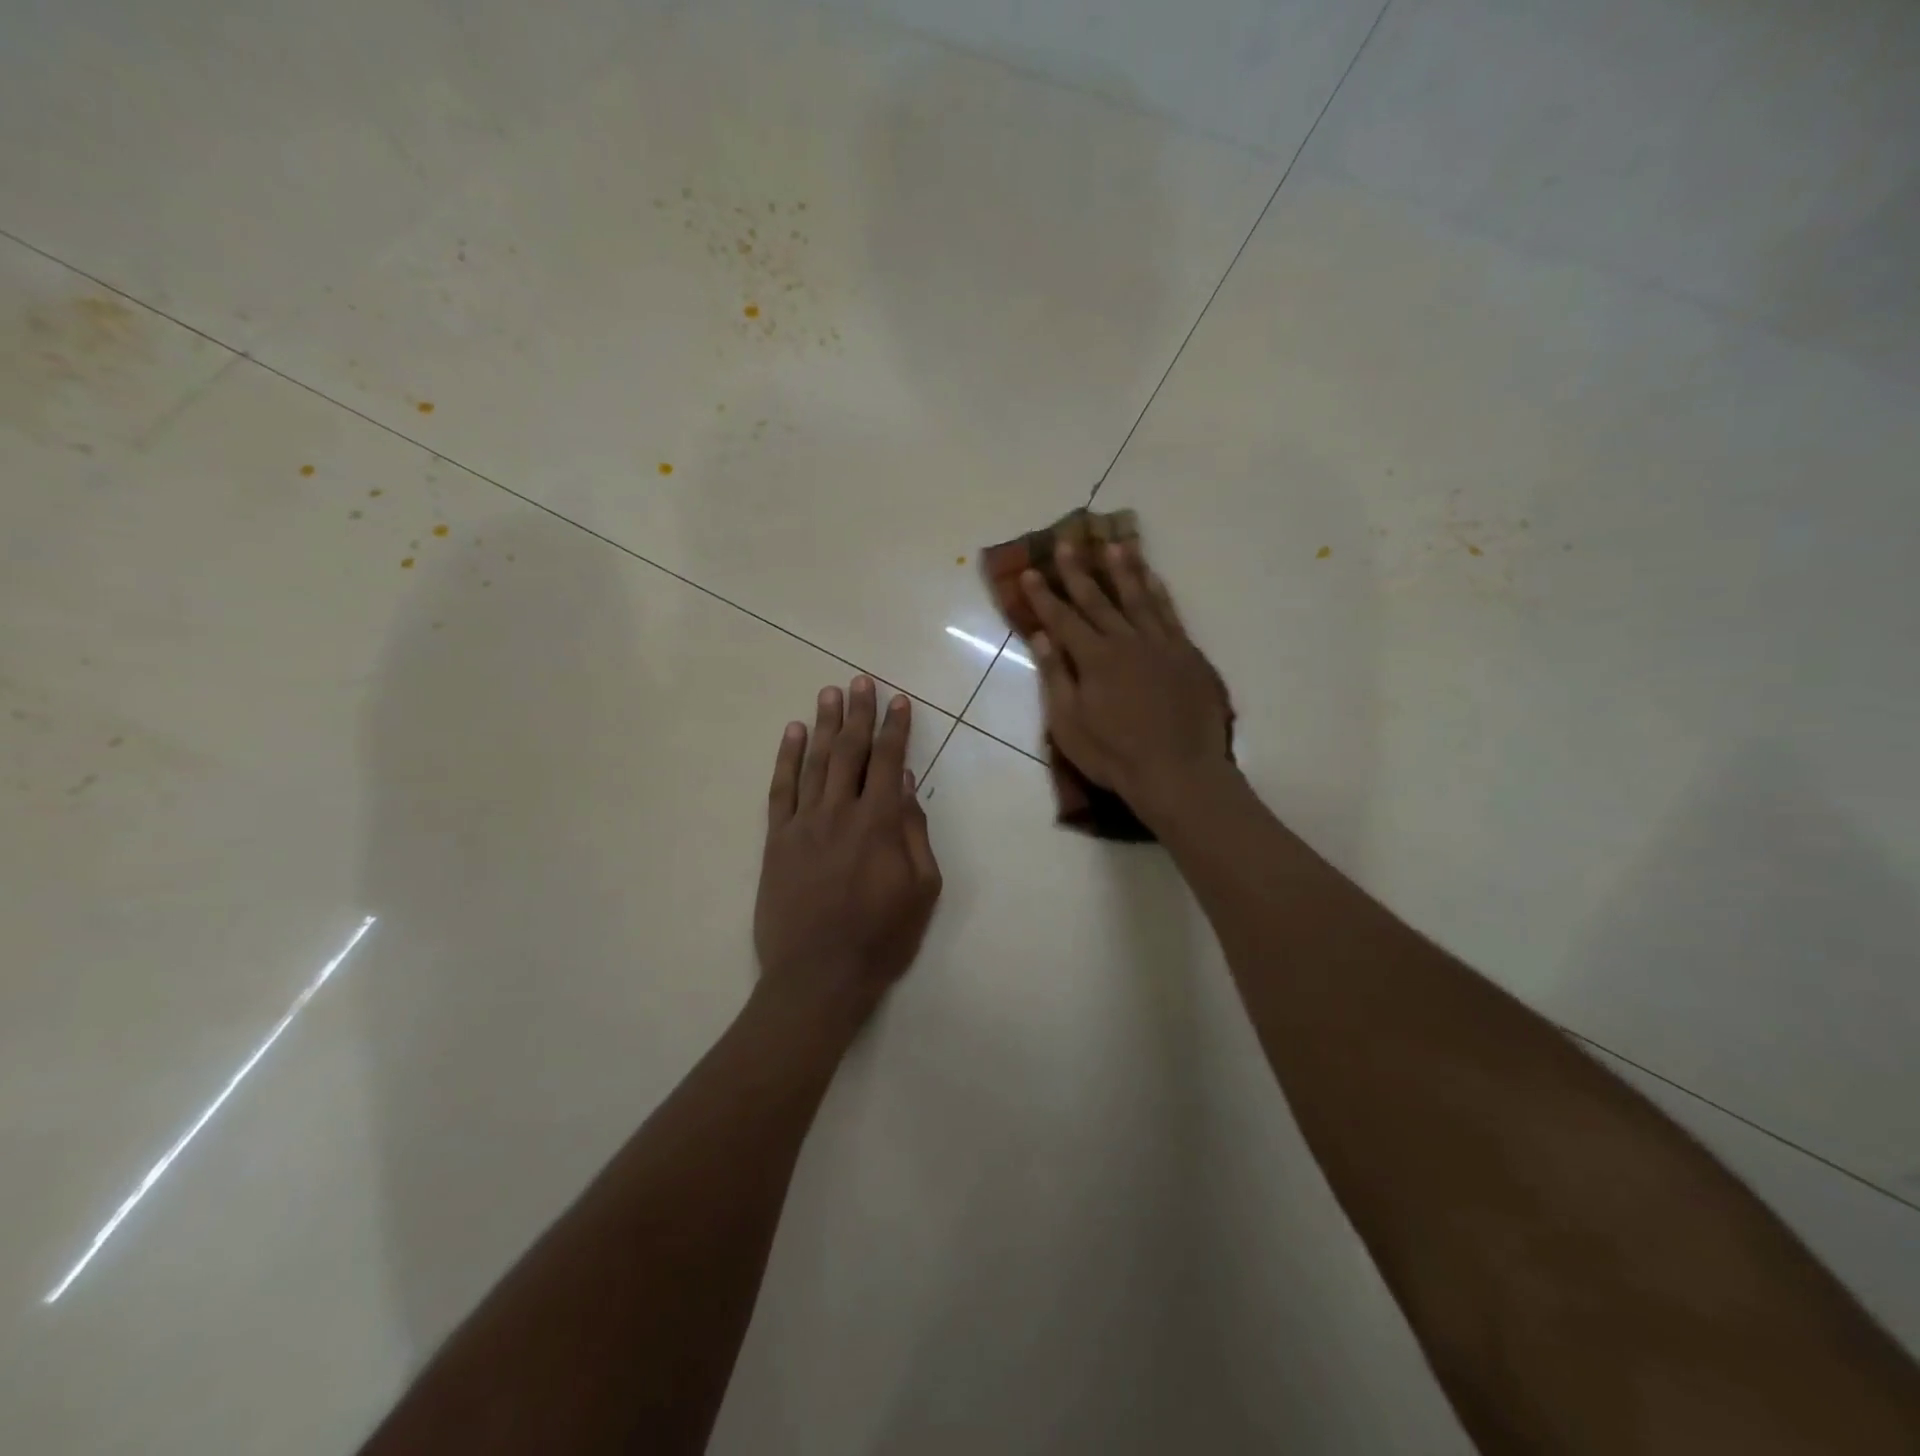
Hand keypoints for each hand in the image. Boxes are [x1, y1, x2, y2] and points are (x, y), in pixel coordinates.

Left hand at [755, 676, 942, 1023]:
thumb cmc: (881, 938)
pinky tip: (792, 733)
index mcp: (880, 823)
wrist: (818, 976)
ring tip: (829, 693)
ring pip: (815, 762)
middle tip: (860, 681)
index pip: (889, 761)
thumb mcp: (921, 889)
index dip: (896, 728)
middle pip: (849, 751)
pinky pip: (781, 789)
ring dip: (824, 724)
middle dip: (858, 713)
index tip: (899, 700)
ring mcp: (803, 823)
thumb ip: (915, 832)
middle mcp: (840, 812)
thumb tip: (907, 784)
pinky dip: (786, 758)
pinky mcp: (777, 840)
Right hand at [1021, 541, 1234, 825]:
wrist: (1178, 771)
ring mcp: (1160, 645)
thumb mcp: (1069, 725)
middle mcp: (1127, 641)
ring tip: (1113, 545)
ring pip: (1138, 597)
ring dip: (1123, 570)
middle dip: (1079, 571)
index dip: (1043, 596)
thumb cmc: (1114, 755)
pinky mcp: (1186, 654)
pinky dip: (1159, 592)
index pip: (1063, 619)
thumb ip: (1056, 677)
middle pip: (1098, 599)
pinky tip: (1153, 579)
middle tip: (1067, 542)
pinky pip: (1170, 613)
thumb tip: (1042, 637)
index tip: (1030, 572)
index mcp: (1094, 659)